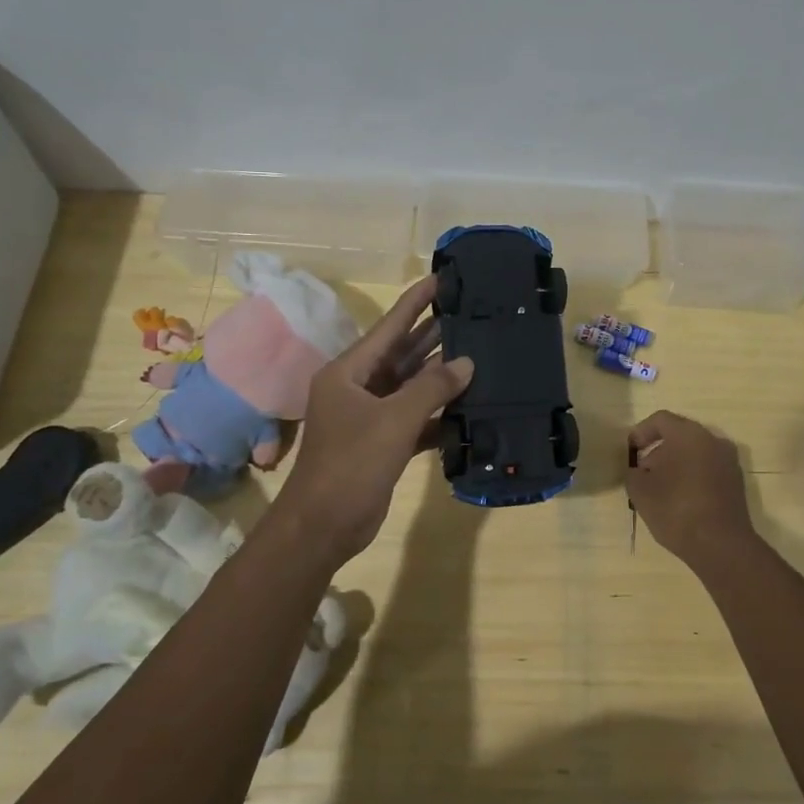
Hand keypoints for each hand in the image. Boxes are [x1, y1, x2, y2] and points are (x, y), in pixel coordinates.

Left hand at [275, 276, 473, 562]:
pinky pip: (415, 418)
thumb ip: (432, 388)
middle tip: (470, 314)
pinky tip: (469, 407)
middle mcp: (358, 387)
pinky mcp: (383, 443)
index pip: (389, 327)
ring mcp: (370, 416)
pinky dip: (438, 414)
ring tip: (479, 353)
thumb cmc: (352, 463)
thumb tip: (466, 363)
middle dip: (434, 334)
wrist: (324, 525)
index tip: (441, 279)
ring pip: (411, 387)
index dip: (415, 302)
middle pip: (402, 353)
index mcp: (349, 372)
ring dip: (440, 375)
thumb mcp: (393, 420)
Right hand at [626, 411, 757, 571]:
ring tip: (660, 489)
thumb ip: (633, 473)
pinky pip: (708, 468)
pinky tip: (680, 499)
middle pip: (679, 435)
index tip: (630, 451)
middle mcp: (713, 440)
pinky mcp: (736, 482)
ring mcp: (729, 461)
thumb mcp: (640, 491)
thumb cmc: (676, 510)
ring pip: (695, 452)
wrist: (721, 545)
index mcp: (689, 434)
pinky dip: (692, 475)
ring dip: (675, 464)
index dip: (641, 432)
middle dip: (658, 450)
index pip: (660, 420)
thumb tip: (638, 471)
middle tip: (643, 472)